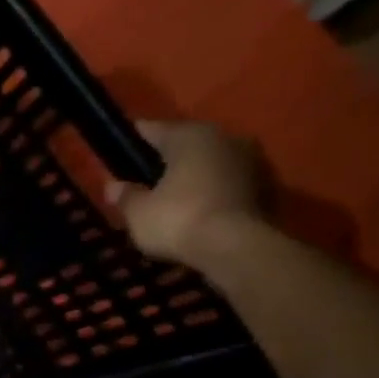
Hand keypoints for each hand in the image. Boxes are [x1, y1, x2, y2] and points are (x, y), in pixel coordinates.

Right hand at [107, 121, 269, 267]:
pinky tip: (196, 210)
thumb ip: (125, 195)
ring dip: (193, 175)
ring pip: (210, 163)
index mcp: (189, 136)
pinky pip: (227, 183)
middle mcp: (223, 138)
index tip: (119, 150)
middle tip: (145, 178)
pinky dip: (211, 192)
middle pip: (186, 144)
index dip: (133, 140)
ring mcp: (250, 160)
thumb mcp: (138, 212)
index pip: (153, 130)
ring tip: (172, 197)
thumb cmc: (178, 220)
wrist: (236, 247)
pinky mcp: (265, 186)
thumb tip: (113, 185)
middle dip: (166, 159)